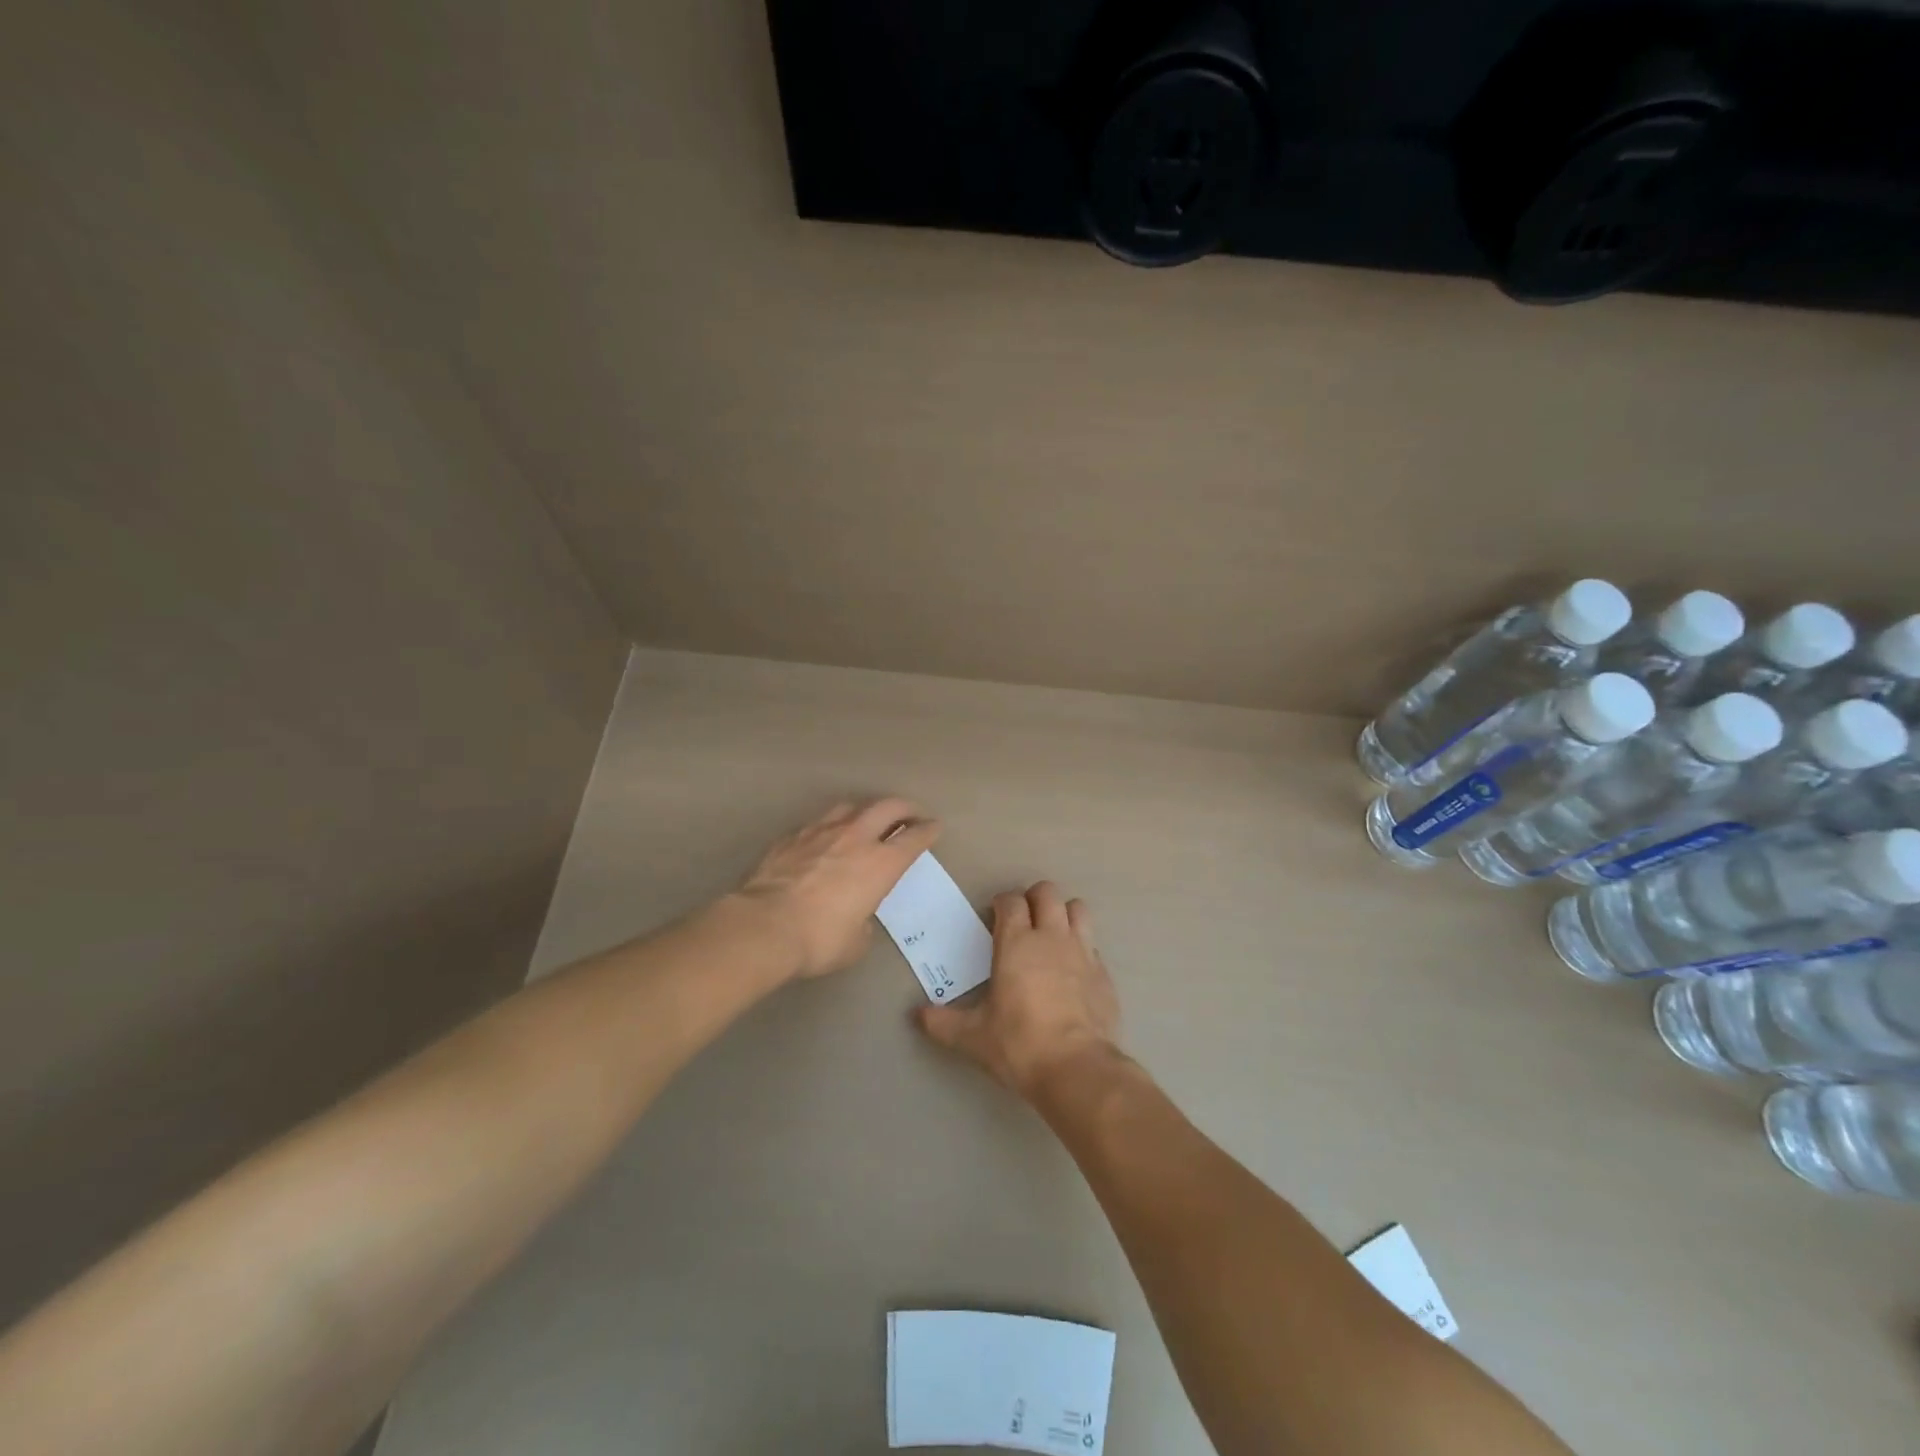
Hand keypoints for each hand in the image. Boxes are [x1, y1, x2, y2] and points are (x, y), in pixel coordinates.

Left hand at [733, 798, 939, 979]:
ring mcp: (820, 832)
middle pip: (887, 807)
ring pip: (851, 806)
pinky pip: (818, 823)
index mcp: (881, 864)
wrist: (763, 926)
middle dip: (905, 808)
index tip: (934, 826)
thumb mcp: (855, 942)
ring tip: (867, 819)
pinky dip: (830, 826)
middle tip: (911, 813)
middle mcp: (855, 838)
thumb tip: (856, 917)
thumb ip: (863, 923)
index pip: (914, 838)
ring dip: (866, 810)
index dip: (928, 830)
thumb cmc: (819, 939)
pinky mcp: (791, 836)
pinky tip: (825, 838)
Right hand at [916, 881, 1121, 1099]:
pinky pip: (1093, 945)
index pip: (1011, 900)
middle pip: (1047, 893)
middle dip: (1034, 898)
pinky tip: (1073, 971)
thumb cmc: (1019, 1044)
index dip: (1002, 902)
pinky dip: (1082, 948)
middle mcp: (1051, 937)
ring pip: (1077, 909)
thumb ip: (943, 1023)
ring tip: (1052, 934)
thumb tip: (917, 1015)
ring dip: (1063, 913)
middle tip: (1023, 919)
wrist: (1077, 1069)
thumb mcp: (973, 1037)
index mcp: (1016, 942)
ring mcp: (1083, 952)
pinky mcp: (1104, 974)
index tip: (994, 915)